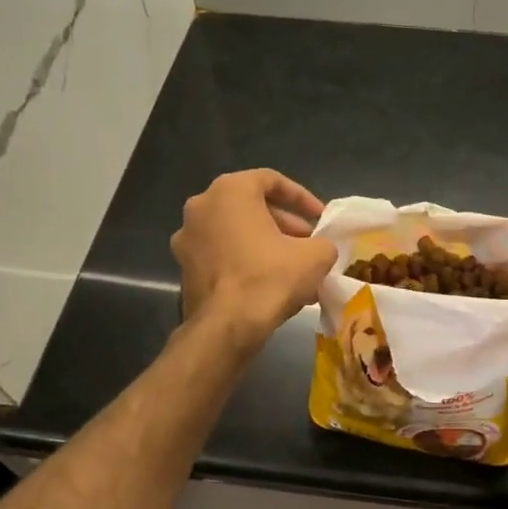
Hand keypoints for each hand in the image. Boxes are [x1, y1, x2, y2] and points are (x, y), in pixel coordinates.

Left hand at [173, 170, 336, 339]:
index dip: (302, 198)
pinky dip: (245, 262)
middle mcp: (201, 207)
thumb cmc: (270, 278)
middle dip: (284, 225)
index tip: (321, 219)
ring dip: (265, 244)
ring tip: (293, 268)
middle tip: (308, 244)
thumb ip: (323, 243)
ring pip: (236, 233)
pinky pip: (222, 255)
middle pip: (251, 207)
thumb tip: (319, 249)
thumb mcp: (315, 256)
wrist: (226, 327)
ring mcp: (187, 238)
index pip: (271, 180)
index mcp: (229, 191)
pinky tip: (270, 285)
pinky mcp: (184, 268)